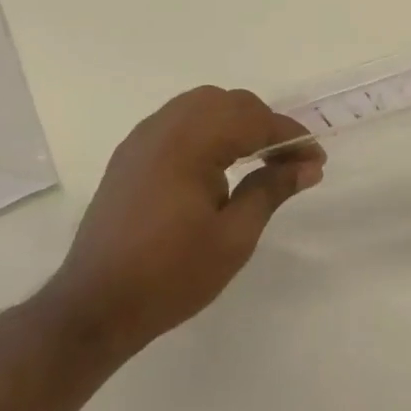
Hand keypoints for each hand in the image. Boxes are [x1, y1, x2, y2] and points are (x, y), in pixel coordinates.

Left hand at [37, 86, 322, 364]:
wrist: (93, 308)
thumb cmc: (170, 275)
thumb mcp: (233, 238)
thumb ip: (271, 190)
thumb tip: (309, 166)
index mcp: (191, 143)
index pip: (254, 121)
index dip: (291, 137)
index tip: (316, 161)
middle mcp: (165, 127)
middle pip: (229, 102)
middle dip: (265, 124)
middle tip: (290, 160)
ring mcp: (142, 138)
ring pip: (202, 104)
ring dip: (236, 121)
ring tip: (258, 156)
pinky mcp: (130, 155)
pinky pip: (178, 120)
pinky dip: (207, 128)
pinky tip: (218, 160)